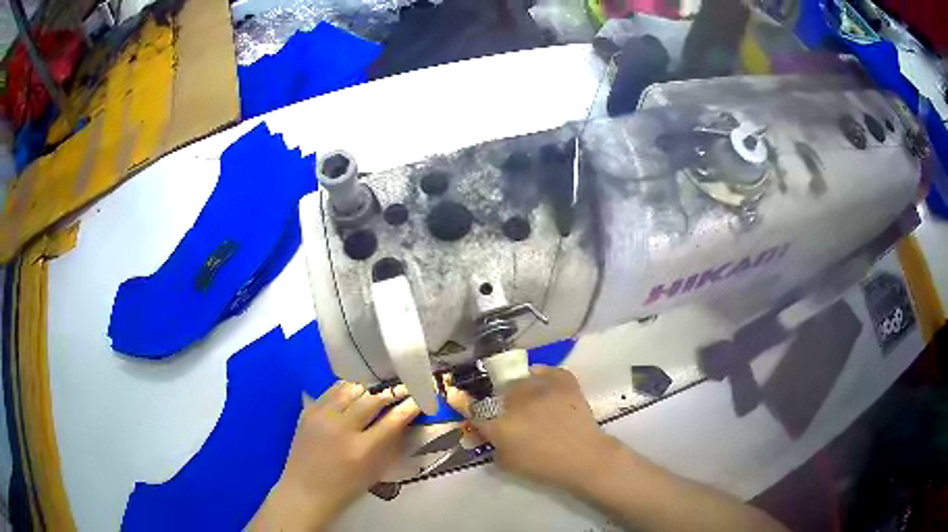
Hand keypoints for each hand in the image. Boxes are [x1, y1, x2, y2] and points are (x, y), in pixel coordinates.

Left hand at [250, 382, 420, 530]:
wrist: (306, 489)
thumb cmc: (346, 487)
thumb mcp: (375, 470)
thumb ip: (391, 443)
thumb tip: (405, 418)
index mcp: (362, 449)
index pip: (394, 419)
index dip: (410, 405)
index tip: (420, 398)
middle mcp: (342, 428)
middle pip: (373, 398)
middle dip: (392, 392)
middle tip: (403, 390)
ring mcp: (322, 416)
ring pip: (352, 388)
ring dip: (369, 389)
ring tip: (377, 391)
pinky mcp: (309, 410)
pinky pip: (332, 390)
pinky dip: (348, 390)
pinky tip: (354, 394)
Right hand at [447, 366, 619, 491]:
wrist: (584, 457)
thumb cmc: (543, 465)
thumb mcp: (507, 462)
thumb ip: (490, 444)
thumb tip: (479, 432)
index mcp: (500, 425)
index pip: (471, 408)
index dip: (460, 400)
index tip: (453, 392)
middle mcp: (516, 401)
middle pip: (499, 391)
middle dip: (500, 400)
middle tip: (511, 411)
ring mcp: (540, 387)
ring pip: (521, 379)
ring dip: (521, 389)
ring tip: (532, 400)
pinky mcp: (562, 379)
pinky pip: (546, 371)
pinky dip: (543, 377)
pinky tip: (544, 387)